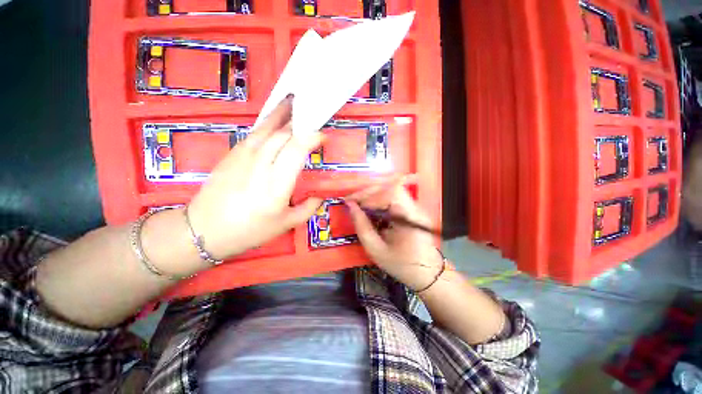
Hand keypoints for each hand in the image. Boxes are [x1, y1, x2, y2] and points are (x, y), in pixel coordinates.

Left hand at [187, 98, 323, 259]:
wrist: (204, 229)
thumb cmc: (249, 230)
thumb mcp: (286, 225)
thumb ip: (308, 208)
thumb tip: (320, 196)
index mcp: (277, 184)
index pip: (296, 150)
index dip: (312, 138)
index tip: (323, 136)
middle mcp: (261, 165)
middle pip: (282, 135)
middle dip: (300, 124)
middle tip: (313, 119)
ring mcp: (244, 156)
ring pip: (267, 128)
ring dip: (282, 114)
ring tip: (294, 101)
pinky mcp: (232, 154)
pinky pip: (255, 133)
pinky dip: (267, 123)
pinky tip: (275, 119)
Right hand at [346, 181, 442, 290]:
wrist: (427, 274)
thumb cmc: (402, 265)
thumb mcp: (376, 250)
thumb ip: (362, 227)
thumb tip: (350, 206)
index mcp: (409, 217)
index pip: (388, 193)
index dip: (367, 194)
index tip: (350, 201)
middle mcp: (414, 207)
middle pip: (389, 188)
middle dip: (368, 193)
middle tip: (352, 202)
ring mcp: (415, 207)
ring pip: (390, 191)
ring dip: (372, 196)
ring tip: (358, 206)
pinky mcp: (412, 209)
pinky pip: (392, 199)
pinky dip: (378, 202)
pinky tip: (370, 210)